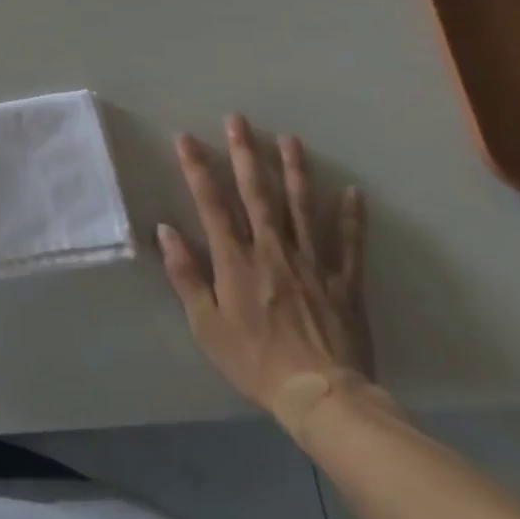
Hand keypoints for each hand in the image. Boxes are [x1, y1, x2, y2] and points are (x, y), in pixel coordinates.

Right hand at [156, 115, 369, 423]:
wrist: (321, 398)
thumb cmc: (254, 361)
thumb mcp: (206, 324)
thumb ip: (185, 274)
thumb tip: (166, 230)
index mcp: (235, 260)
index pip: (211, 203)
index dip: (198, 168)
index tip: (187, 138)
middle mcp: (272, 250)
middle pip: (257, 194)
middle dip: (245, 154)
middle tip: (239, 120)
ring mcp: (312, 263)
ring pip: (302, 207)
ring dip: (294, 170)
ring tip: (289, 139)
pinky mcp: (344, 282)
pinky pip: (348, 244)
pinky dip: (351, 217)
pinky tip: (353, 191)